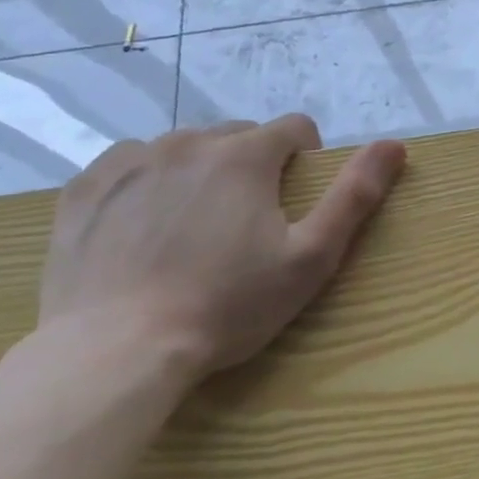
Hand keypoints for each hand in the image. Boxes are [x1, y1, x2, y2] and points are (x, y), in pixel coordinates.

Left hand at [38, 116, 405, 383]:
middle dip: (254, 165)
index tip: (296, 202)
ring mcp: (128, 163)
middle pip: (238, 135)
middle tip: (249, 222)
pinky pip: (130, 164)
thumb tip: (394, 145)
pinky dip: (149, 182)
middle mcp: (186, 143)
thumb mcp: (312, 256)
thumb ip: (355, 194)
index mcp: (244, 156)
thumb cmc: (229, 304)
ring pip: (184, 147)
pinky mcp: (84, 190)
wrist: (116, 350)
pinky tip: (147, 227)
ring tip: (197, 227)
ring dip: (202, 171)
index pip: (294, 128)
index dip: (306, 159)